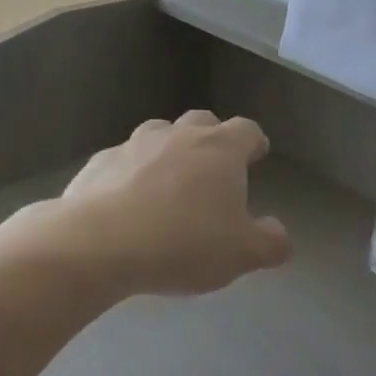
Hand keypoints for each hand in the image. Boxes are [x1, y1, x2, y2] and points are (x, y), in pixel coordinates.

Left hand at [54, 111, 292, 295]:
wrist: (96, 245)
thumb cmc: (182, 243)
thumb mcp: (241, 254)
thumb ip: (270, 242)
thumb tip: (279, 234)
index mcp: (220, 149)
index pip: (247, 129)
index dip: (254, 141)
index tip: (257, 154)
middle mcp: (179, 136)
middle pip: (203, 122)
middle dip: (212, 139)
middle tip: (214, 168)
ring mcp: (134, 144)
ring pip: (160, 134)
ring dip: (169, 150)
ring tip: (169, 181)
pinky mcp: (98, 163)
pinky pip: (123, 160)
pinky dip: (131, 172)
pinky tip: (127, 201)